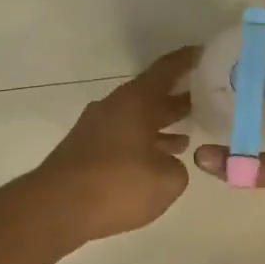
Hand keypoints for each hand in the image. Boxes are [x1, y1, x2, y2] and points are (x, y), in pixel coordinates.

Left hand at [36, 46, 198, 242]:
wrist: (55, 210)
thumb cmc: (117, 185)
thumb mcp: (167, 180)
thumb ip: (177, 166)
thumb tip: (168, 163)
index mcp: (135, 102)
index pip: (166, 70)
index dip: (188, 60)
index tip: (206, 53)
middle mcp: (114, 107)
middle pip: (151, 95)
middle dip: (179, 97)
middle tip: (209, 99)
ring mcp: (96, 129)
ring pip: (137, 119)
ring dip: (161, 125)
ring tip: (188, 135)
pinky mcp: (86, 151)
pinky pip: (124, 139)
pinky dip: (143, 144)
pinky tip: (156, 162)